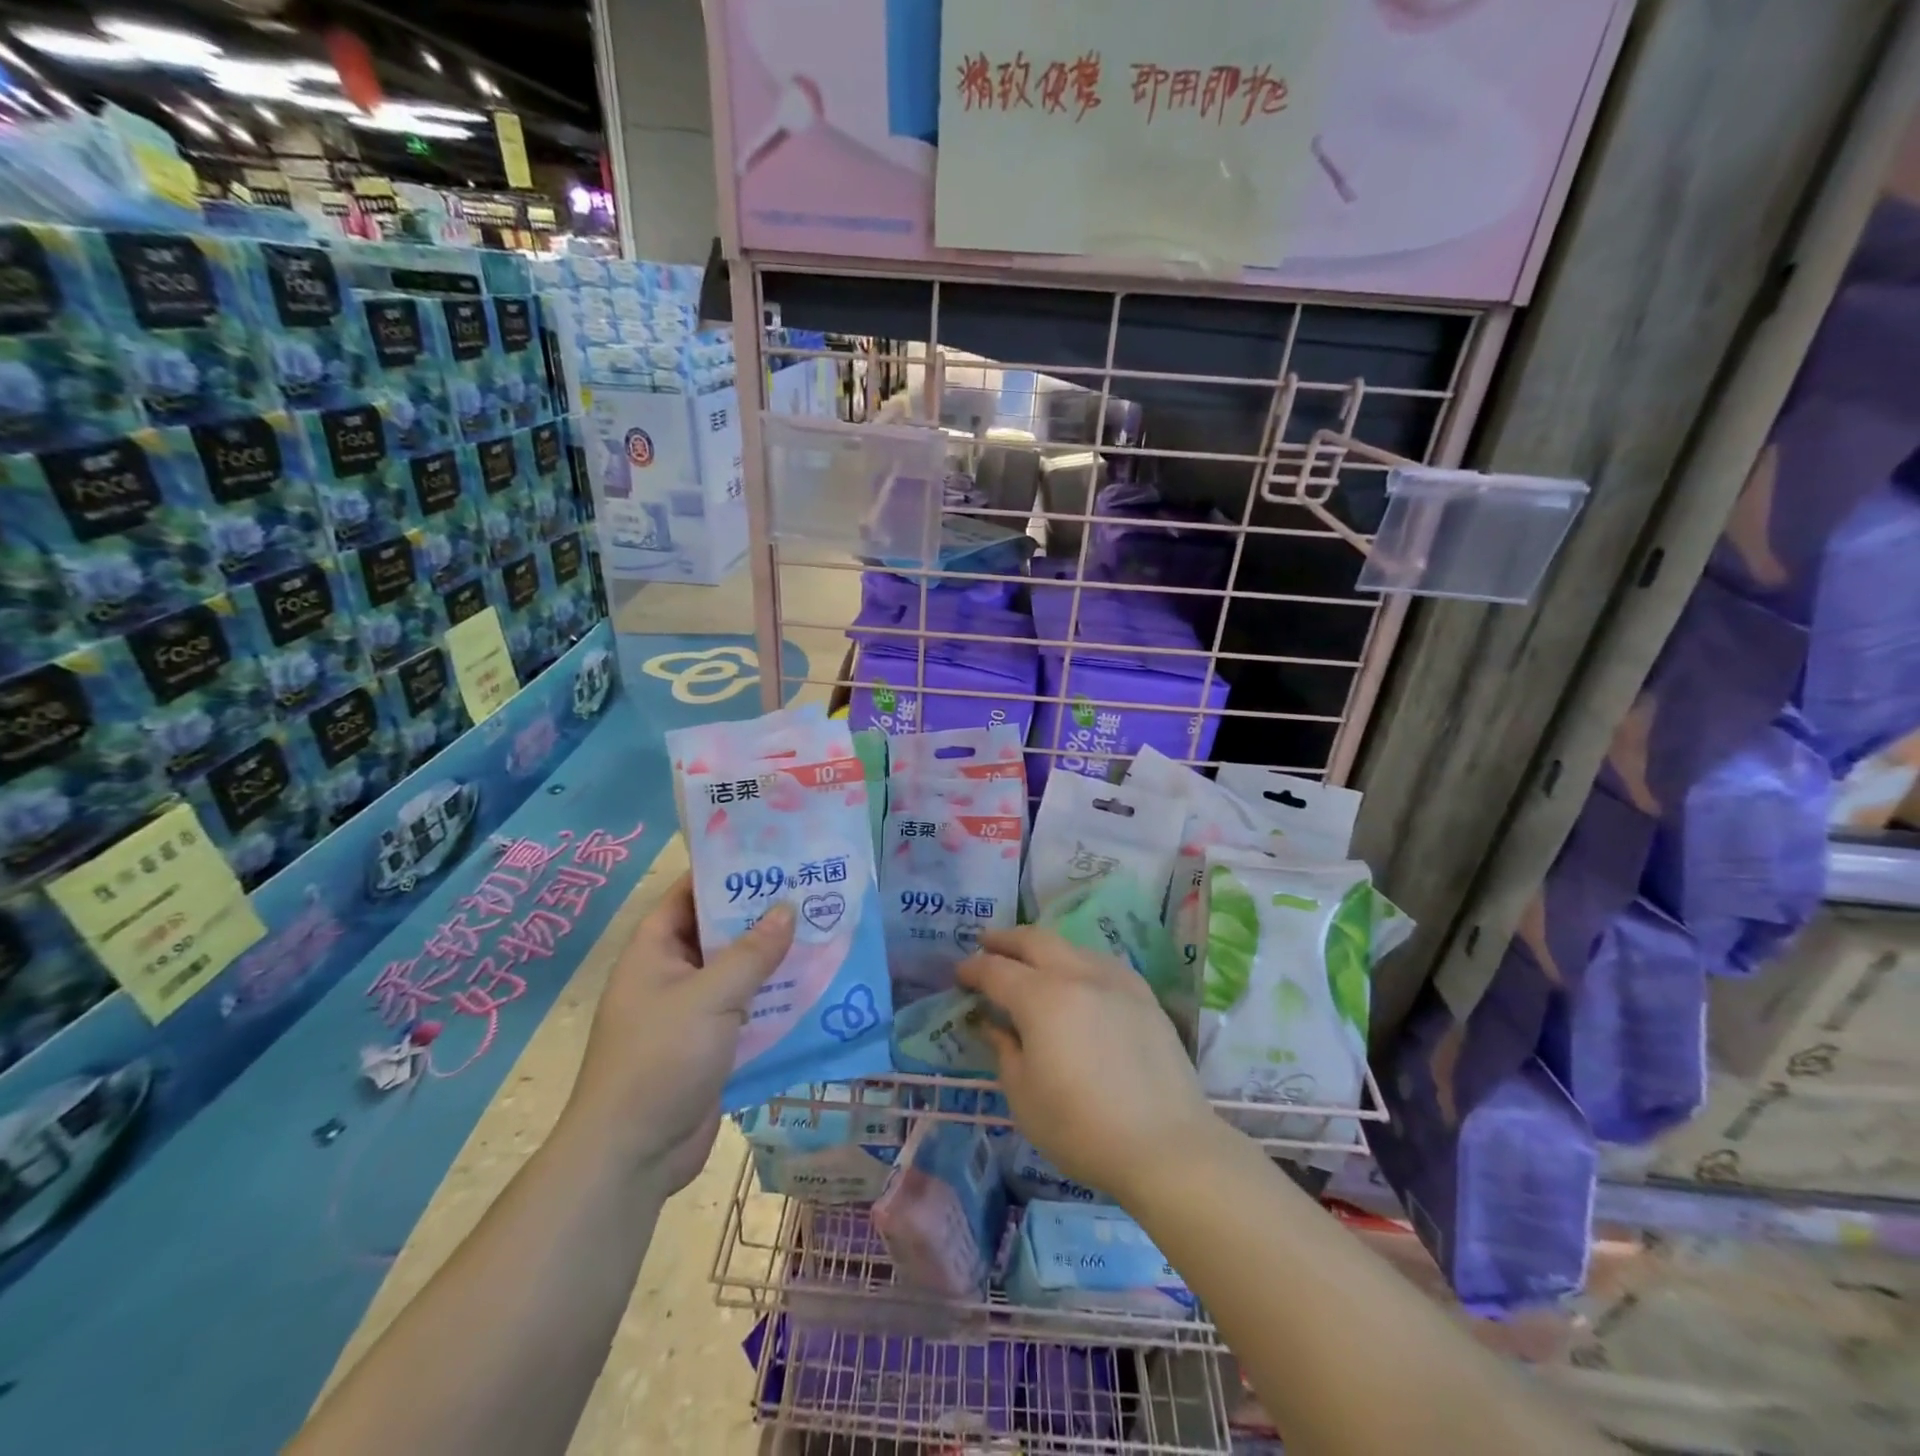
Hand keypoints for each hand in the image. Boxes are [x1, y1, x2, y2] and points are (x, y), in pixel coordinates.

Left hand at [565, 875, 793, 1193]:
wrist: (634, 1154)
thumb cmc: (661, 1058)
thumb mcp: (711, 996)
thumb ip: (753, 952)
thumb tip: (788, 908)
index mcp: (655, 950)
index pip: (690, 894)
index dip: (726, 873)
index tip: (772, 856)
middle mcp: (672, 974)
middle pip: (720, 932)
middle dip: (762, 915)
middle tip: (811, 891)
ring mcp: (691, 1011)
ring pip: (738, 972)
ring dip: (774, 959)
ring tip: (823, 932)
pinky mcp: (711, 1044)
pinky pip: (747, 1009)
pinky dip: (774, 999)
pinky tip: (814, 988)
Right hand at [958, 927, 1221, 1206]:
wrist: (1166, 1145)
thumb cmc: (1081, 1128)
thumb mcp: (1024, 1096)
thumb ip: (1004, 1050)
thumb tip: (991, 1024)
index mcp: (1041, 998)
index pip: (996, 970)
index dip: (973, 969)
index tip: (959, 973)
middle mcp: (1077, 975)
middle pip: (1034, 940)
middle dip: (1005, 939)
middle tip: (985, 943)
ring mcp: (1116, 981)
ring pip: (1070, 946)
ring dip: (1042, 947)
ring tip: (1029, 961)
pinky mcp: (1143, 996)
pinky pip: (1100, 963)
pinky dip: (1077, 961)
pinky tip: (1077, 979)